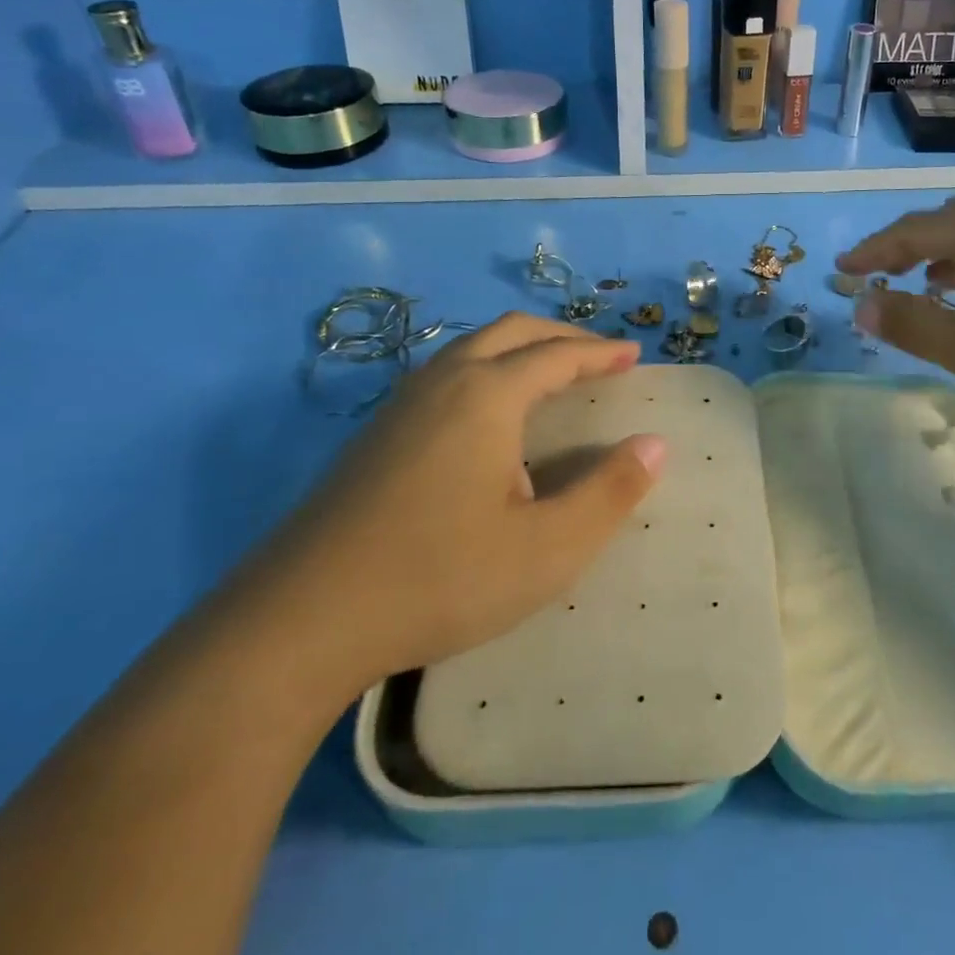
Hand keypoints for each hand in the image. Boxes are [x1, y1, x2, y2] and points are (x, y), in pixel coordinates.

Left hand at [236, 314, 666, 709]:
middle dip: (560, 337)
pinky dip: (485, 371)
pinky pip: (443, 376)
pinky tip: (487, 418)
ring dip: (518, 350)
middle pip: (510, 333)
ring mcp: (399, 407)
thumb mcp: (547, 548)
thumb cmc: (439, 578)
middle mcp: (441, 383)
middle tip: (599, 357)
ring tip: (549, 375)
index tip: (633, 355)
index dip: (600, 353)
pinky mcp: (373, 437)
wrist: (300, 621)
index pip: (556, 355)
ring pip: (469, 350)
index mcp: (486, 396)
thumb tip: (655, 445)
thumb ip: (609, 492)